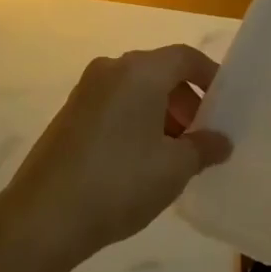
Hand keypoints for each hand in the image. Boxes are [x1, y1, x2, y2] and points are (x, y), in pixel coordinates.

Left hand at [0, 46, 231, 271]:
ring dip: (161, 112)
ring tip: (174, 155)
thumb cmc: (119, 182)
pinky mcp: (70, 113)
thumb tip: (220, 140)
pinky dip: (136, 120)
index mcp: (139, 71)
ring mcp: (86, 90)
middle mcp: (111, 69)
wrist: (45, 214)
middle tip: (201, 137)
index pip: (184, 57)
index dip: (210, 77)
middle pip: (159, 71)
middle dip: (186, 100)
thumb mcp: (173, 168)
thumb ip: (203, 148)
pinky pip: (114, 104)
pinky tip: (141, 160)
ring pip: (135, 89)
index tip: (226, 107)